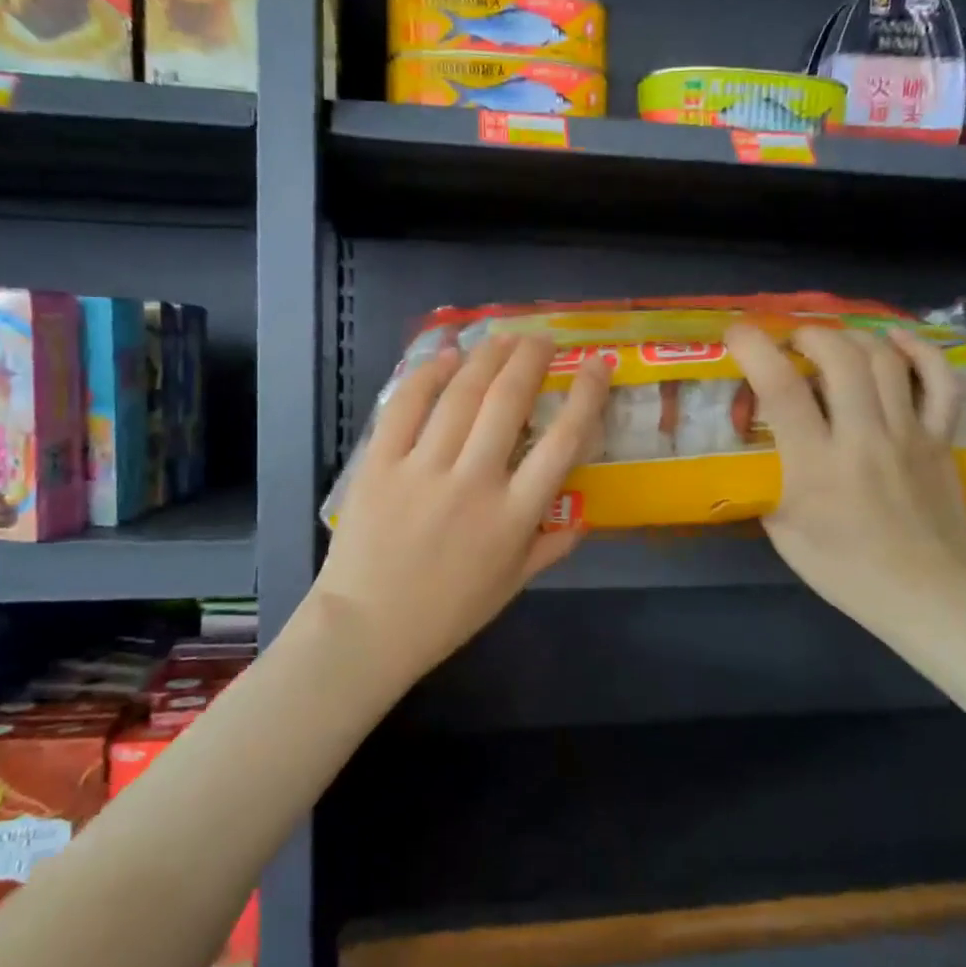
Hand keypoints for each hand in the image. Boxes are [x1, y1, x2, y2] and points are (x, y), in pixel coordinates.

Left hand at [311, 334, 609, 686]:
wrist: (368, 629)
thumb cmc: (446, 613)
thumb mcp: (511, 586)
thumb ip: (551, 547)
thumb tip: (584, 517)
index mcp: (514, 516)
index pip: (563, 443)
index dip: (586, 396)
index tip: (597, 365)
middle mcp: (474, 482)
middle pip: (510, 402)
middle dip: (531, 359)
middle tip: (542, 338)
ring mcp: (423, 469)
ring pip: (462, 395)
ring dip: (487, 356)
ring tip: (504, 337)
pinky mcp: (380, 464)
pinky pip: (406, 407)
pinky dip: (428, 375)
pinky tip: (446, 358)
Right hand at [726, 322, 965, 645]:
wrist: (932, 596)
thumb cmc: (848, 572)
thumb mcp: (785, 534)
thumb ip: (769, 485)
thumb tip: (760, 452)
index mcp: (816, 465)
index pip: (782, 389)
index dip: (755, 349)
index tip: (737, 334)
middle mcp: (864, 437)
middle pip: (839, 357)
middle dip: (808, 335)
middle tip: (791, 343)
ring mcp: (910, 434)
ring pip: (884, 360)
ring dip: (851, 338)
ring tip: (831, 343)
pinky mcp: (941, 439)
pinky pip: (939, 381)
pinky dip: (918, 351)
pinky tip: (895, 339)